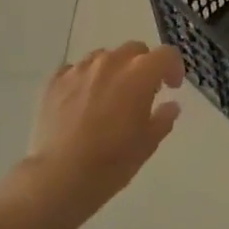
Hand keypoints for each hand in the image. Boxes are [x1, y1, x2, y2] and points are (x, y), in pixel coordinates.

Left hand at [22, 42, 183, 227]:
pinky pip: (76, 70)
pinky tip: (82, 102)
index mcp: (139, 74)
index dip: (174, 68)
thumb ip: (163, 118)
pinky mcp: (54, 81)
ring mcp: (79, 69)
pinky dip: (85, 80)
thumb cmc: (111, 162)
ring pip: (104, 57)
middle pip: (134, 50)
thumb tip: (170, 105)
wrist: (58, 177)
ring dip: (113, 70)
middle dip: (143, 65)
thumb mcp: (148, 144)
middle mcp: (110, 62)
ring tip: (109, 97)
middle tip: (142, 92)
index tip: (171, 87)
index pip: (166, 54)